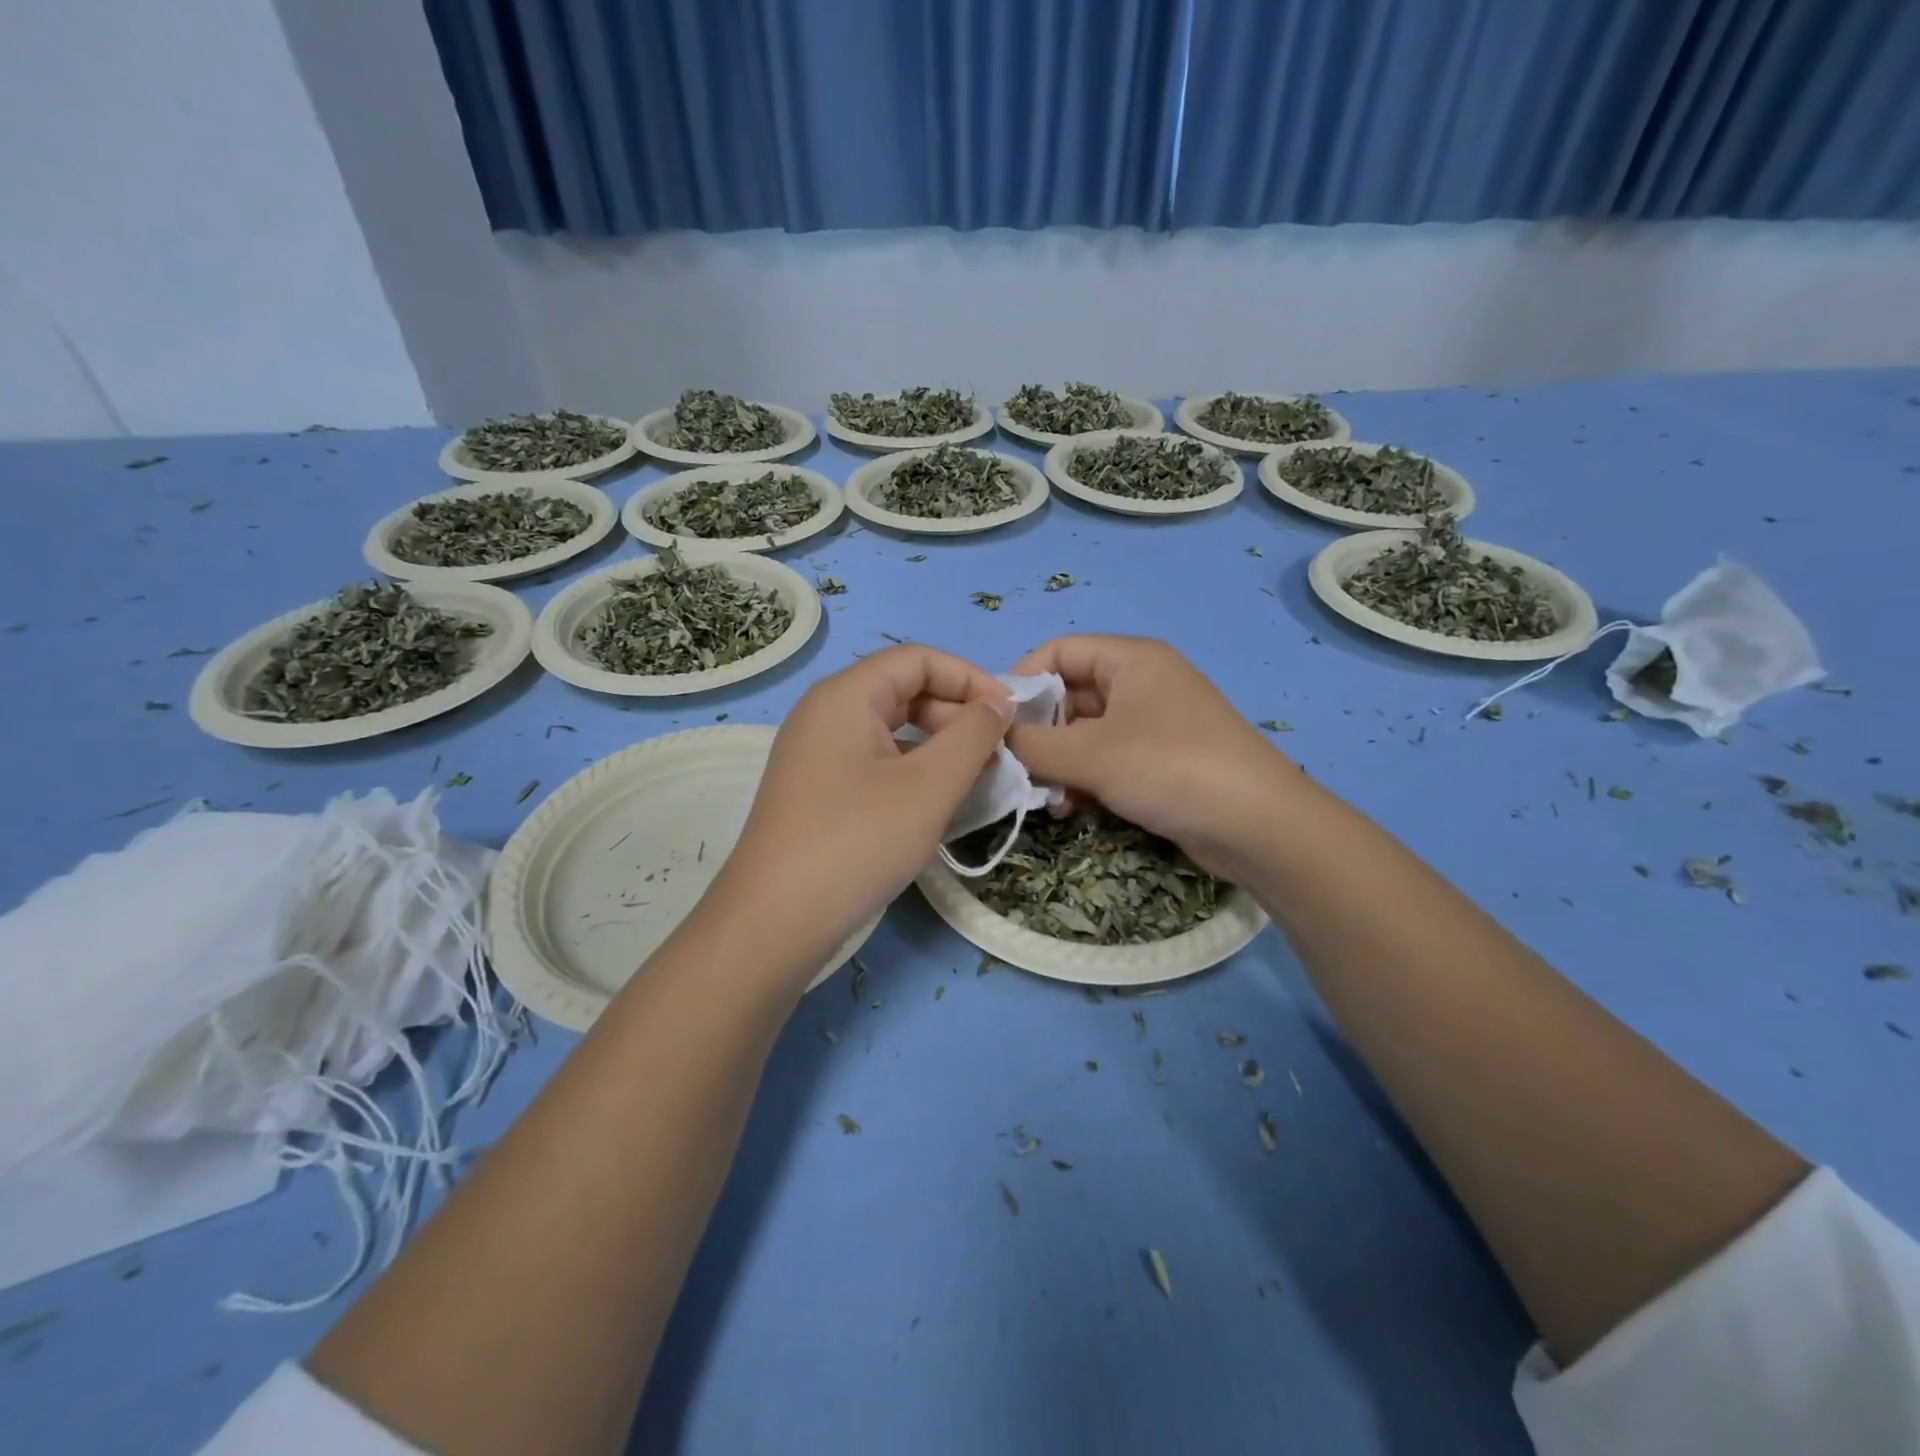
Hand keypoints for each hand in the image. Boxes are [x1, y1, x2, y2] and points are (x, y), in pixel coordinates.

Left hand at [712, 646, 1013, 973]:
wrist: (775, 922)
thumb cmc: (858, 840)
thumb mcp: (929, 785)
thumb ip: (972, 735)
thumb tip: (997, 703)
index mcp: (845, 696)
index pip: (917, 659)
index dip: (970, 678)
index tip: (1010, 715)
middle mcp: (825, 714)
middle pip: (903, 691)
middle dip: (956, 714)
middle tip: (996, 753)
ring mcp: (816, 755)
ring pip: (890, 731)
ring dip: (938, 746)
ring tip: (975, 780)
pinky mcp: (817, 792)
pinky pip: (874, 763)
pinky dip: (912, 772)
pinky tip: (936, 804)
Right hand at [1005, 635, 1305, 879]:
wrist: (1258, 826)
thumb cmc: (1170, 768)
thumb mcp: (1090, 755)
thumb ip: (1031, 745)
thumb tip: (992, 741)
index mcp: (1131, 660)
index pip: (1059, 651)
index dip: (1022, 680)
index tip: (993, 721)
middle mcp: (1142, 684)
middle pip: (1070, 694)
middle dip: (1039, 731)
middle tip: (1013, 767)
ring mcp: (1154, 725)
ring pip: (1086, 733)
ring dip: (1059, 762)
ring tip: (1044, 797)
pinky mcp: (1161, 762)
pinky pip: (1107, 760)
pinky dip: (1084, 780)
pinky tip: (1071, 810)